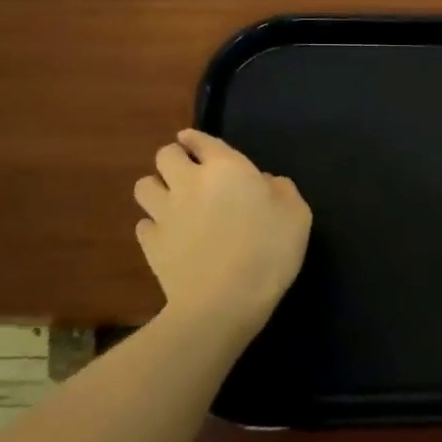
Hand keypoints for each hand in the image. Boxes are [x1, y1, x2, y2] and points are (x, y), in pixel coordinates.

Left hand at [133, 130, 311, 337]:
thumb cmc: (269, 251)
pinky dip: (154, 226)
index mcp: (226, 168)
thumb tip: (265, 183)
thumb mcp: (297, 215)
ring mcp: (164, 213)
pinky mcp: (150, 244)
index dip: (196, 140)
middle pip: (165, 155)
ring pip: (144, 186)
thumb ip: (282, 190)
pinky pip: (143, 224)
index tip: (196, 144)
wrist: (223, 301)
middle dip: (174, 158)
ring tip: (172, 202)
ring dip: (157, 188)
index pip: (200, 140)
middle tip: (188, 173)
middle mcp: (188, 182)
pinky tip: (169, 236)